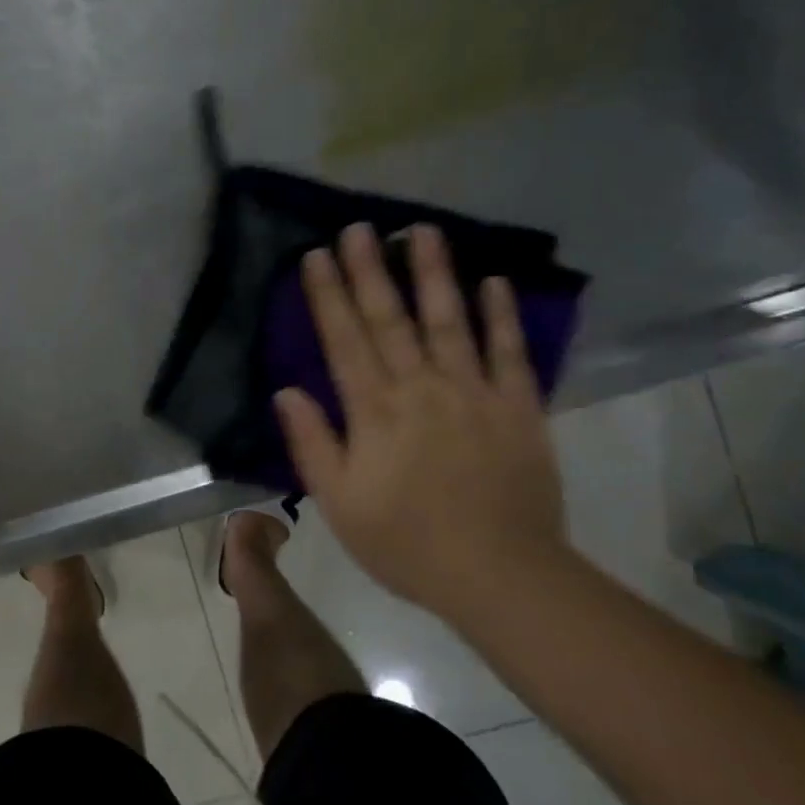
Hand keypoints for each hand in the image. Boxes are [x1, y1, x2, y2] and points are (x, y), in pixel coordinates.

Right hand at [272, 222, 571, 624]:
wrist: (500, 576)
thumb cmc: (407, 543)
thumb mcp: (339, 503)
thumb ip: (312, 443)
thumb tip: (287, 390)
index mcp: (374, 412)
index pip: (344, 341)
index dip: (329, 295)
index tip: (317, 255)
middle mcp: (421, 389)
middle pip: (390, 319)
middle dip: (370, 270)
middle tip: (359, 227)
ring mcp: (473, 393)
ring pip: (449, 321)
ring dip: (434, 274)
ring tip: (423, 231)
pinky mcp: (518, 407)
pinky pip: (510, 353)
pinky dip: (502, 316)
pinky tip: (494, 281)